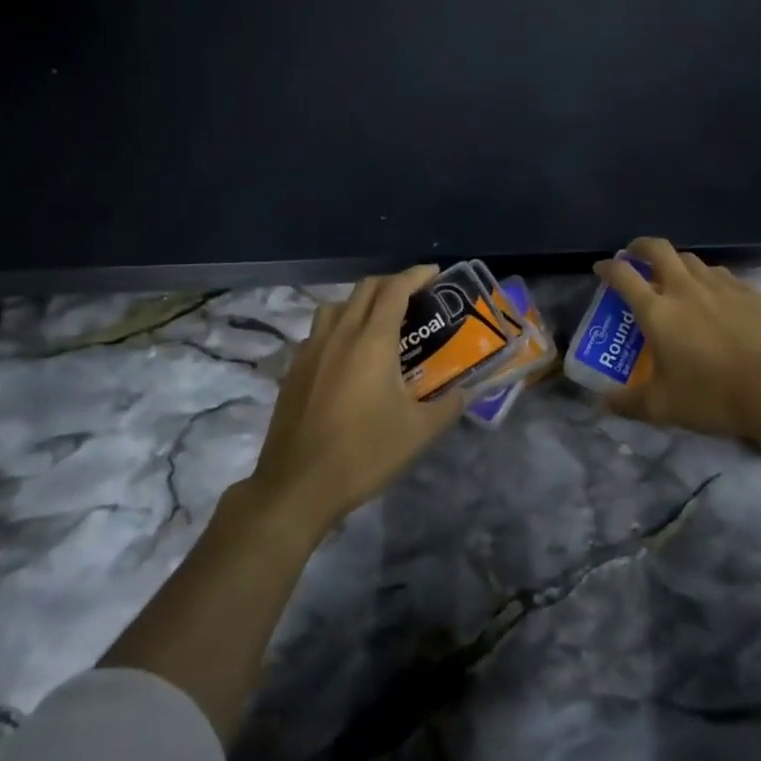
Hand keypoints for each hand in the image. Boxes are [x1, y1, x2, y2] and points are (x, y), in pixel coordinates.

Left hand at [250, 266, 464, 536]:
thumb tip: (467, 392)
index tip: (434, 273)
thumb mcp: (418, 433)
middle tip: (414, 296)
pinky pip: (318, 333)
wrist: (297, 487)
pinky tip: (347, 357)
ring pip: (336, 306)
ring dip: (361, 303)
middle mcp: (339, 335)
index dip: (416, 275)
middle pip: (364, 289)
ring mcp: (310, 351)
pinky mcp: (293, 370)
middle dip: (392, 283)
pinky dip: (338, 328)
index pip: (395, 289)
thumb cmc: (364, 454)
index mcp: (371, 341)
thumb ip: (448, 406)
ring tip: (379, 322)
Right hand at [595, 238, 760, 440]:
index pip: (623, 275)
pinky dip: (708, 278)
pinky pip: (721, 274)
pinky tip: (715, 295)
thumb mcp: (662, 407)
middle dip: (641, 247)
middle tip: (635, 255)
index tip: (601, 268)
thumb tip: (603, 401)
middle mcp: (685, 288)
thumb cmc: (712, 396)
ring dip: (676, 261)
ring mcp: (720, 286)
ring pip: (691, 259)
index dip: (607, 267)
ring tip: (674, 276)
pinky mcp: (749, 292)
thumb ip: (628, 402)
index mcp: (657, 310)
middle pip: (658, 249)